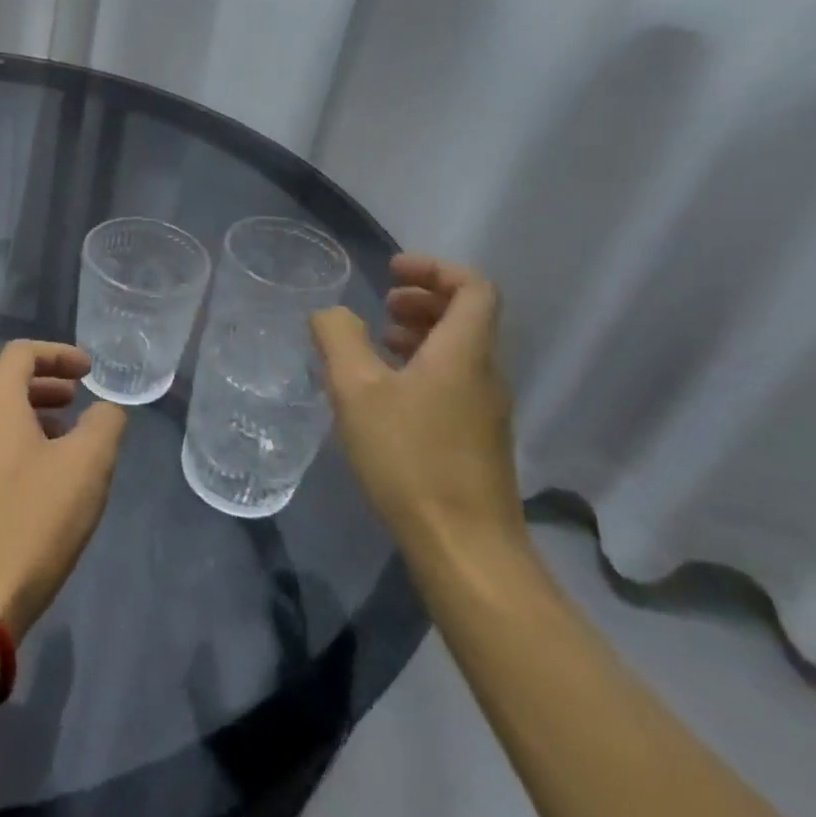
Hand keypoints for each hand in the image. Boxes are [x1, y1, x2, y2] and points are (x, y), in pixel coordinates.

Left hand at [0, 341, 128, 638]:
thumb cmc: (33, 519)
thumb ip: (104, 424)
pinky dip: (17, 444)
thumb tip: (104, 411)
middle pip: (5, 383)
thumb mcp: (87, 466)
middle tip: (79, 400)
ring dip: (32, 416)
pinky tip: (41, 478)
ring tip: (67, 439)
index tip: (89, 370)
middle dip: (46, 385)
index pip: (22, 353)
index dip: (59, 353)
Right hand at [310, 254, 524, 557]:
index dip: (435, 268)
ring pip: (460, 351)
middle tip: (383, 302)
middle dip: (424, 298)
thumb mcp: (357, 391)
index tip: (392, 271)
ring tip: (377, 342)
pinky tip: (386, 393)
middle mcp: (484, 374)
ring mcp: (485, 410)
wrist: (465, 548)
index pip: (473, 287)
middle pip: (467, 316)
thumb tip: (331, 313)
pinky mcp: (477, 440)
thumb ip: (338, 339)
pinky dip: (423, 367)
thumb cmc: (410, 458)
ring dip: (421, 333)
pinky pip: (454, 381)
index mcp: (464, 352)